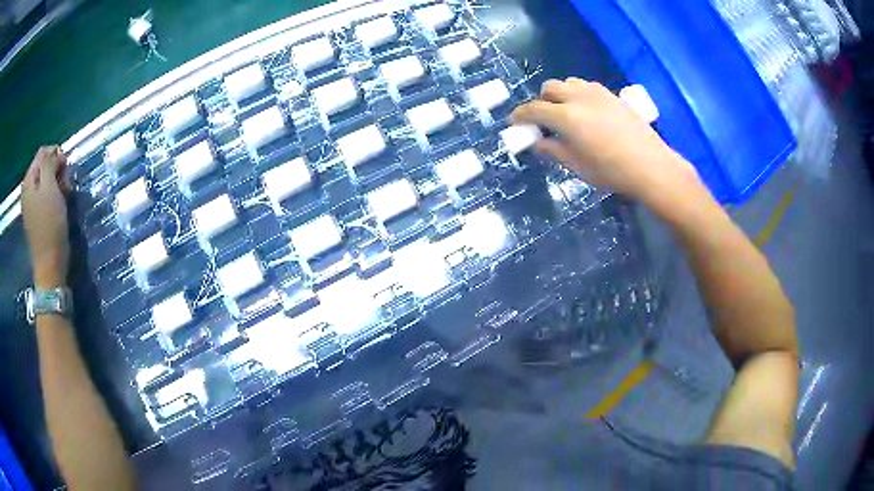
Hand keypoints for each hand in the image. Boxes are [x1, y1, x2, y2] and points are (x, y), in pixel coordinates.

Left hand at [22, 146, 71, 287]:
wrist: (50, 265)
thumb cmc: (50, 225)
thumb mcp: (50, 188)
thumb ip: (50, 163)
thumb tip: (54, 152)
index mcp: (29, 180)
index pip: (43, 152)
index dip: (56, 155)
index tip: (65, 168)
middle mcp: (28, 189)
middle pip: (44, 166)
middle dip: (57, 170)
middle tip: (66, 184)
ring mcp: (32, 204)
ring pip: (47, 181)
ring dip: (58, 184)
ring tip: (65, 196)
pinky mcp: (38, 216)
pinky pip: (46, 196)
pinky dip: (55, 196)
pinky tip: (60, 205)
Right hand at [511, 78, 700, 206]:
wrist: (650, 166)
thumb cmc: (611, 171)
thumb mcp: (577, 166)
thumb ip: (552, 150)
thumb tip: (537, 142)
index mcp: (566, 117)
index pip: (534, 109)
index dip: (520, 115)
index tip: (515, 122)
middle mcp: (578, 98)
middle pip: (549, 88)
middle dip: (541, 101)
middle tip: (544, 120)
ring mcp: (597, 93)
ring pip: (568, 83)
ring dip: (560, 94)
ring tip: (566, 113)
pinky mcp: (611, 95)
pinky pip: (586, 86)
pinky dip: (578, 94)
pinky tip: (587, 111)